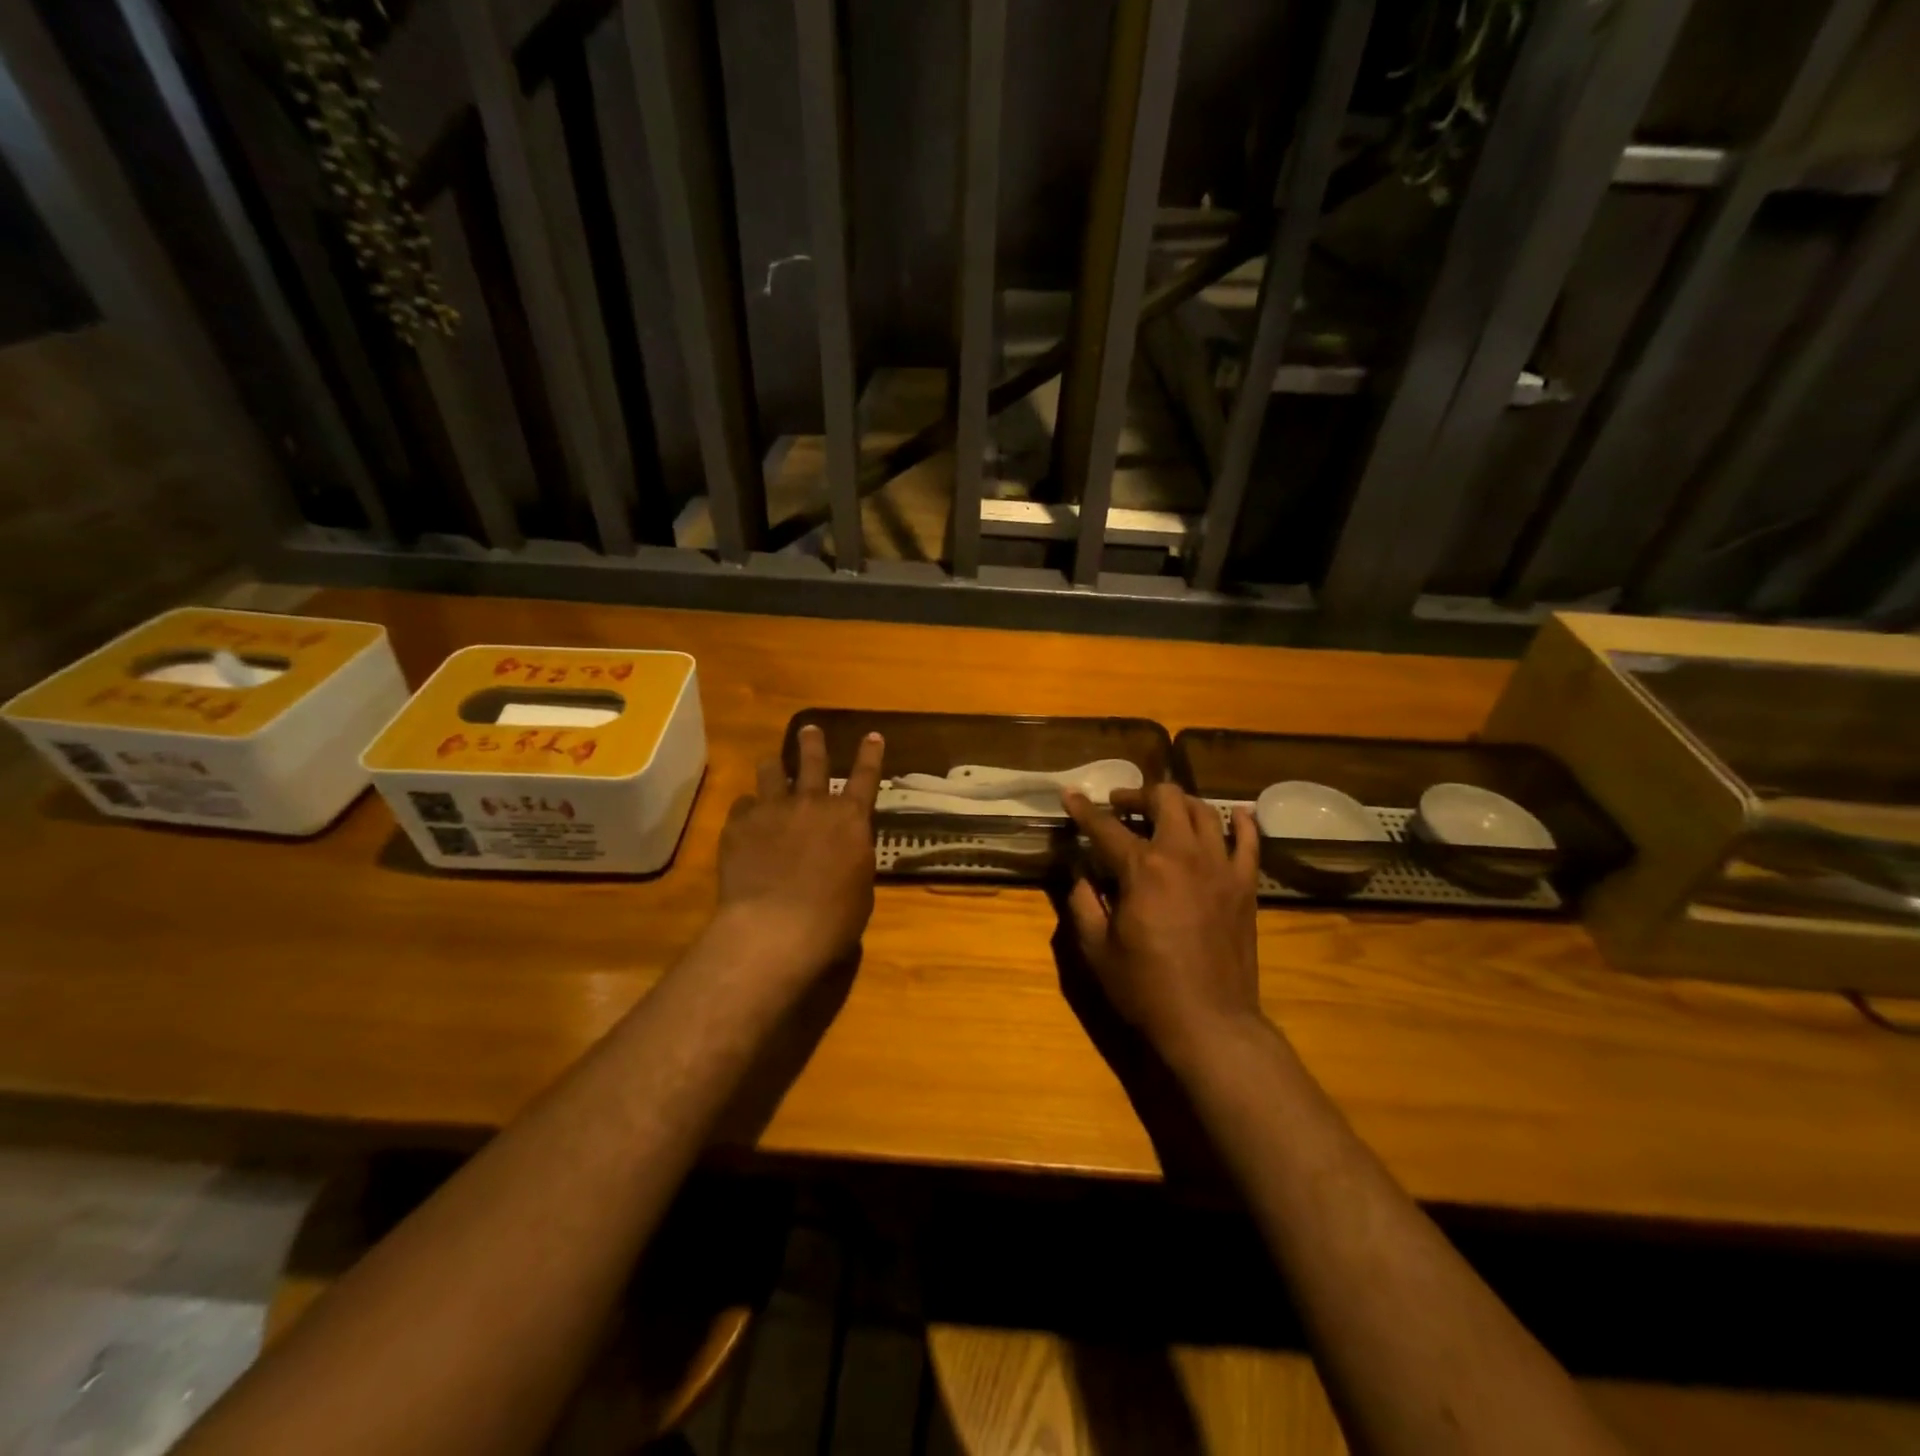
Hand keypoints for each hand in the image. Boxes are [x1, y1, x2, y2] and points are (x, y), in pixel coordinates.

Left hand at [712, 725, 884, 982]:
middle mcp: (813, 804)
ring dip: (773, 765)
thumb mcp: (860, 889)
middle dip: (812, 742)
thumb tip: (844, 852)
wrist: (775, 928)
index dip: (870, 754)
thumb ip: (852, 859)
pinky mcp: (739, 826)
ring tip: (770, 762)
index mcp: (850, 820)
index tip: (872, 734)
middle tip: (810, 730)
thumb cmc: (832, 919)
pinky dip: (748, 809)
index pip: (866, 777)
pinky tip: (745, 818)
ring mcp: (773, 810)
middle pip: (813, 761)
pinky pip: (743, 805)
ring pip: (770, 772)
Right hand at [1062, 784, 1263, 1064]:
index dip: (1083, 809)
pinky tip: (1236, 814)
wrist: (1209, 1022)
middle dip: (1137, 795)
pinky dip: (1242, 822)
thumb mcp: (1096, 948)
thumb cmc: (1145, 987)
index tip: (1070, 794)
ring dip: (1179, 803)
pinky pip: (1249, 842)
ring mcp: (1220, 867)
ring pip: (1204, 811)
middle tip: (1120, 806)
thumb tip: (1080, 873)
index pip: (1105, 827)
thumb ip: (1082, 902)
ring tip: (1163, 812)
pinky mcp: (1245, 885)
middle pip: (1164, 799)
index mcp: (1142, 868)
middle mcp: (1183, 854)